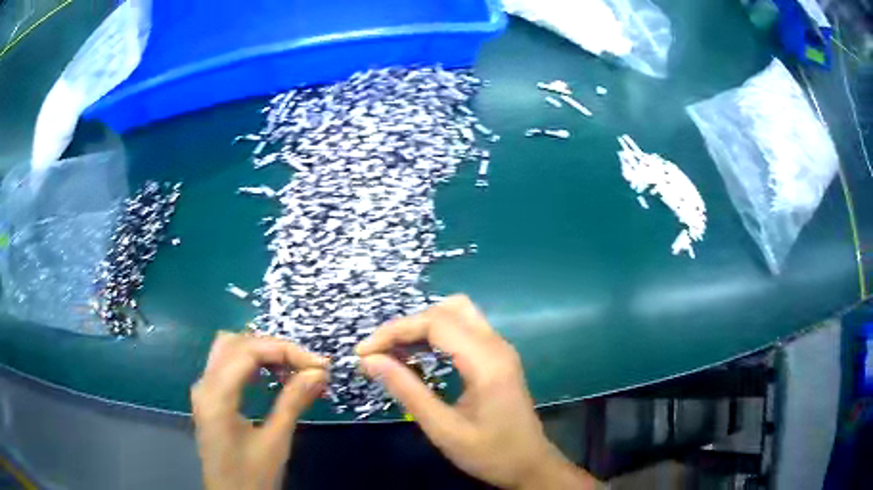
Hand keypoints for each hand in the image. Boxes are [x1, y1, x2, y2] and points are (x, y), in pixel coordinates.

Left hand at [191, 332, 328, 489]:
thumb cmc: (252, 476)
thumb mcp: (276, 441)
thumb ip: (293, 402)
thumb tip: (318, 372)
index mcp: (216, 395)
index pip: (249, 351)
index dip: (286, 351)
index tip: (319, 365)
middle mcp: (204, 384)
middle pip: (236, 343)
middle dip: (274, 349)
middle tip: (307, 367)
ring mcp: (203, 389)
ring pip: (229, 349)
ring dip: (262, 353)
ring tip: (292, 371)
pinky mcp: (209, 398)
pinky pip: (227, 365)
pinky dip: (251, 364)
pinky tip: (271, 377)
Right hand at [356, 296, 599, 489]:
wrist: (530, 464)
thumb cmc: (490, 453)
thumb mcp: (443, 429)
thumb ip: (407, 391)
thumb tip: (370, 360)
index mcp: (486, 362)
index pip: (435, 323)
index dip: (395, 330)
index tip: (364, 352)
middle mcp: (496, 346)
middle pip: (447, 310)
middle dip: (407, 325)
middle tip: (379, 352)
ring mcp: (500, 349)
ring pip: (457, 314)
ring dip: (422, 327)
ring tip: (393, 352)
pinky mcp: (498, 357)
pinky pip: (464, 330)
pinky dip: (436, 335)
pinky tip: (417, 355)